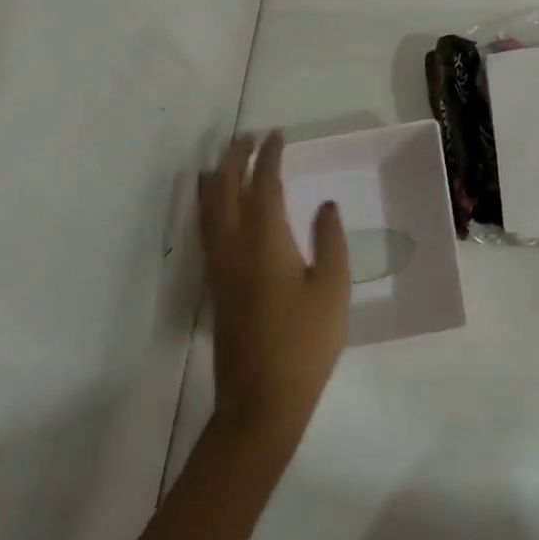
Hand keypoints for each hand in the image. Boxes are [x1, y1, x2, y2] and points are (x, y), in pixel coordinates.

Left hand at [199, 132, 349, 450]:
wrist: (260, 404)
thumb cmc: (305, 343)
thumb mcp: (332, 289)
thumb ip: (329, 240)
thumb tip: (325, 205)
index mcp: (265, 240)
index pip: (263, 184)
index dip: (268, 156)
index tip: (276, 135)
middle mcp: (234, 247)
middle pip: (226, 190)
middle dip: (235, 159)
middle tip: (248, 138)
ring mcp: (220, 269)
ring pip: (209, 211)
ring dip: (217, 180)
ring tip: (224, 162)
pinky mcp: (215, 288)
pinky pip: (206, 231)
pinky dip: (208, 207)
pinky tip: (215, 210)